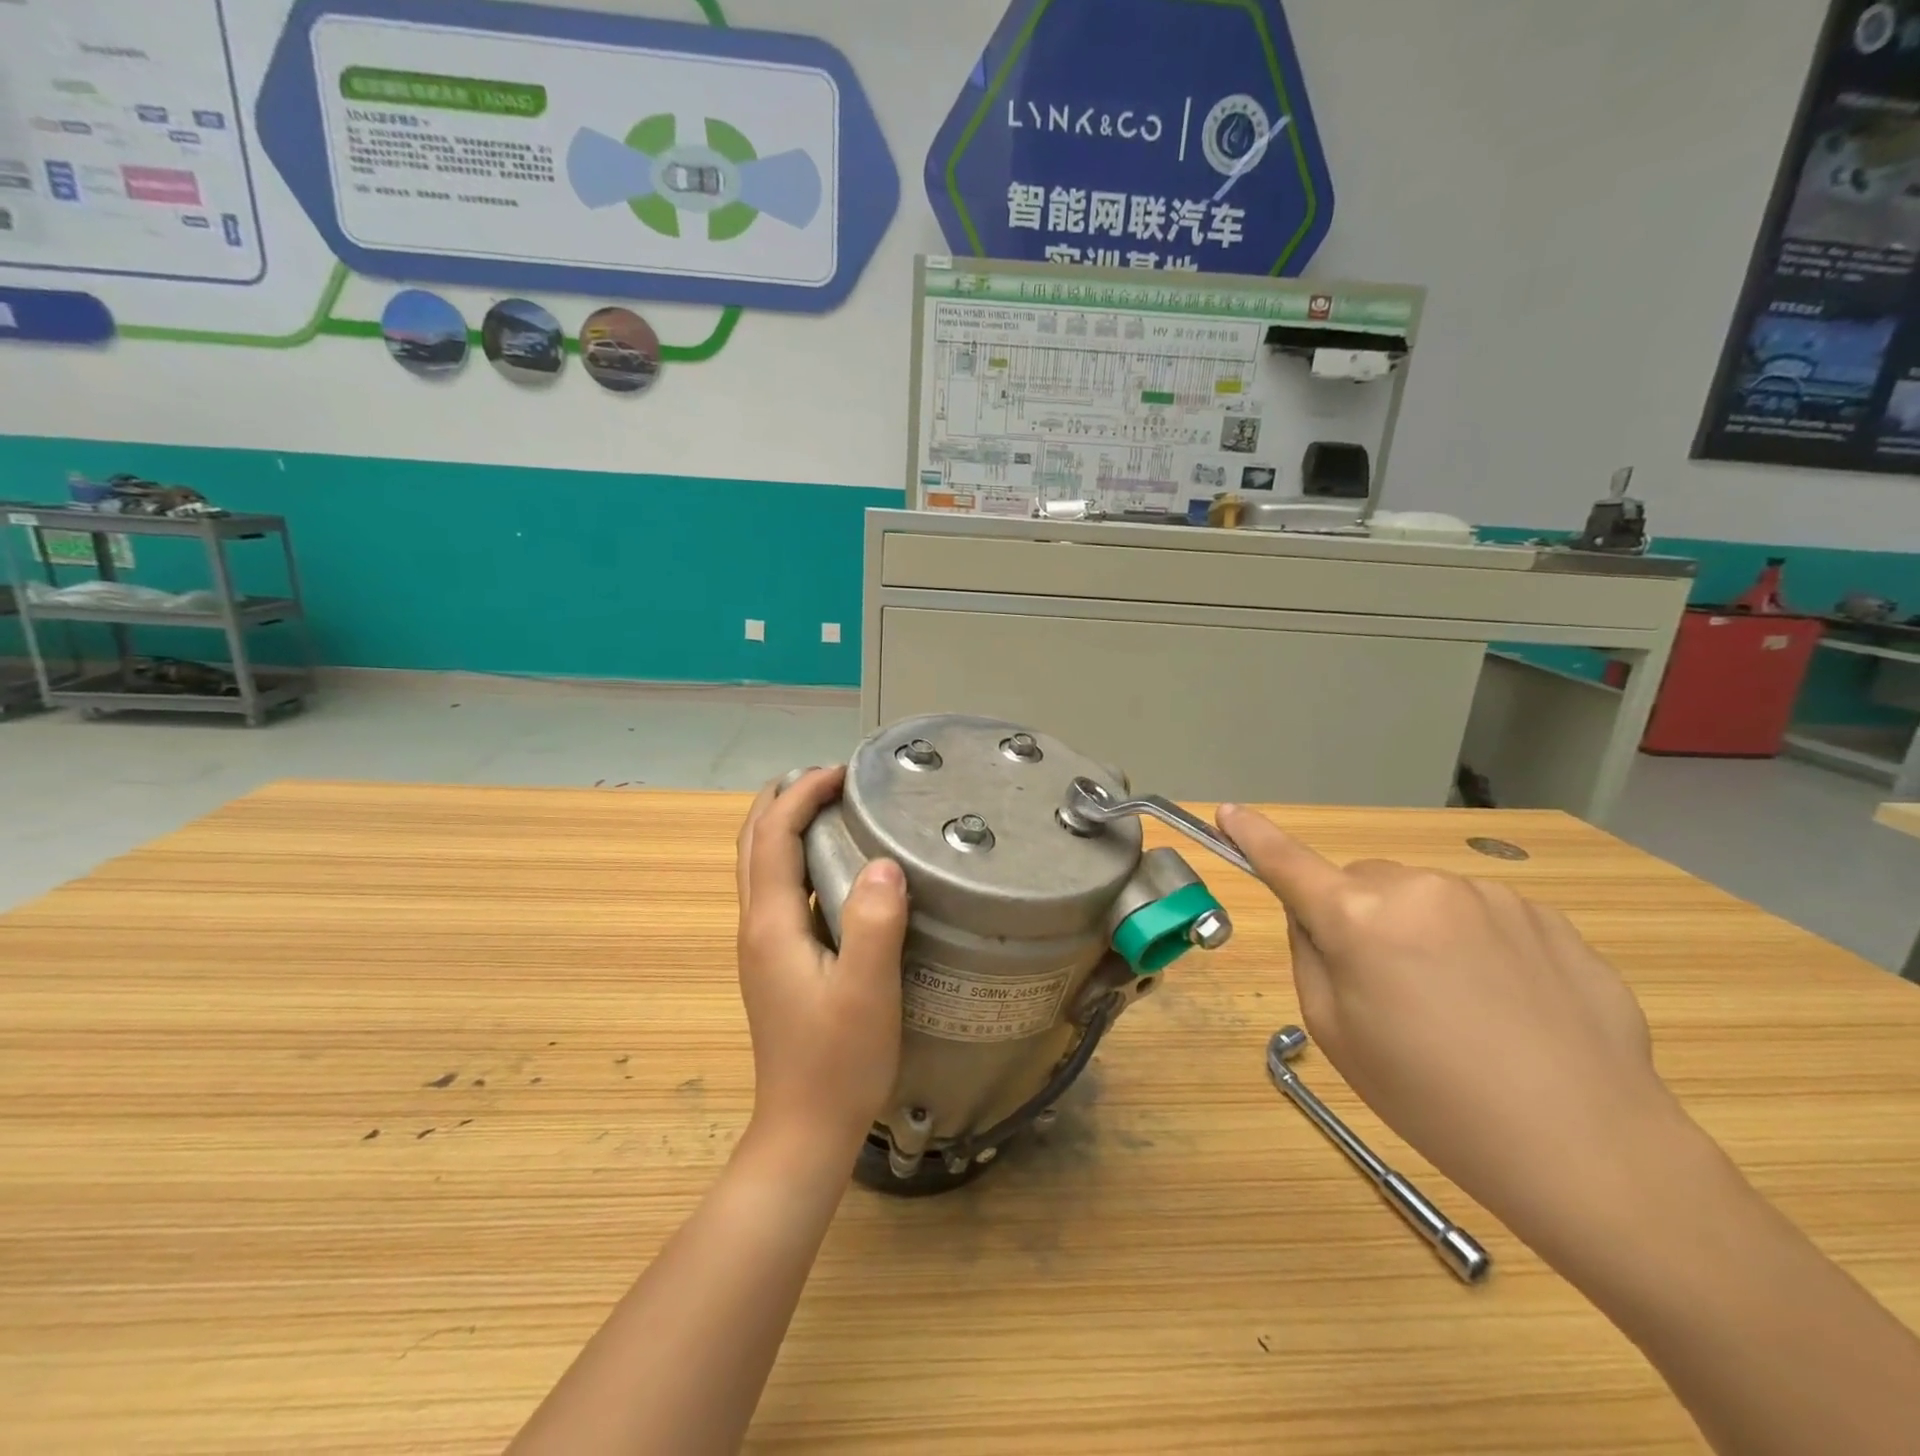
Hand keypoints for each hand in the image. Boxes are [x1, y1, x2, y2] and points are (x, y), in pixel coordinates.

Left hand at [735, 768, 908, 1157]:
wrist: (804, 1131)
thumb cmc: (838, 1062)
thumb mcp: (867, 991)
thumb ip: (874, 923)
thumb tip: (883, 861)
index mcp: (770, 924)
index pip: (774, 835)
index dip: (802, 793)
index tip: (843, 772)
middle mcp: (755, 927)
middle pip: (752, 843)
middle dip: (783, 799)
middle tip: (829, 778)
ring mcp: (762, 947)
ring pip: (759, 866)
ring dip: (785, 826)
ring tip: (831, 807)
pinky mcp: (776, 964)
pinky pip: (777, 891)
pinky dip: (796, 859)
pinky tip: (834, 868)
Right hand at [1219, 803, 1686, 1240]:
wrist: (1589, 1147)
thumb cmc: (1432, 1099)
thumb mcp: (1336, 1034)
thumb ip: (1310, 956)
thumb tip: (1316, 915)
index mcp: (1359, 918)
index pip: (1288, 863)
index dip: (1252, 836)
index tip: (1226, 811)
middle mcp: (1420, 888)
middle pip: (1363, 884)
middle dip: (1360, 917)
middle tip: (1387, 989)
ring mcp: (1490, 897)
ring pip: (1425, 898)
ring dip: (1422, 931)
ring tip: (1461, 1008)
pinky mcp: (1547, 917)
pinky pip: (1483, 916)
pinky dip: (1477, 946)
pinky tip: (1510, 1007)